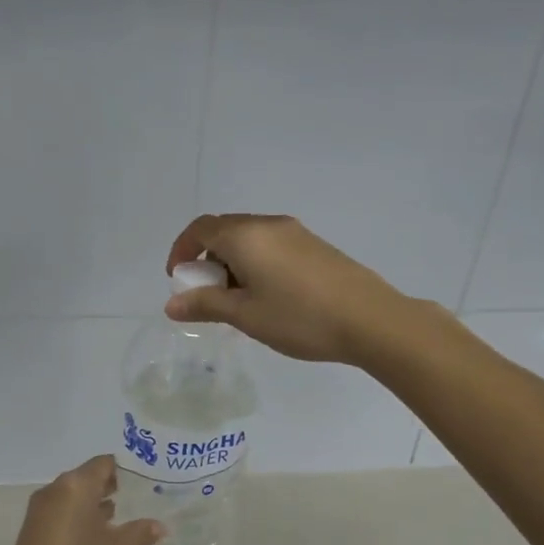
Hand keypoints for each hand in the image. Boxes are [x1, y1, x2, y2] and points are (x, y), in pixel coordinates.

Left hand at [0, 456, 163, 544]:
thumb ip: (138, 533)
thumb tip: (161, 526)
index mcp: (76, 484)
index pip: (104, 463)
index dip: (126, 469)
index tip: (147, 479)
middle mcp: (57, 488)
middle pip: (89, 477)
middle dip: (113, 486)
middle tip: (140, 497)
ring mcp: (42, 507)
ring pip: (75, 494)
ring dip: (96, 502)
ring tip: (123, 515)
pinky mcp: (35, 526)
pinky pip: (64, 509)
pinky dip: (81, 515)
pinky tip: (98, 534)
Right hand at [164, 213, 412, 365]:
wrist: (371, 319)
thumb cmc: (300, 318)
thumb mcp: (245, 315)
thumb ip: (205, 305)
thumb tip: (172, 304)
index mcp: (245, 236)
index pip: (200, 229)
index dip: (181, 251)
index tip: (178, 280)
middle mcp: (268, 225)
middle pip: (224, 231)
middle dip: (206, 260)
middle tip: (207, 296)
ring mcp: (295, 232)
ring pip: (249, 240)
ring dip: (232, 263)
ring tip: (238, 302)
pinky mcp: (315, 245)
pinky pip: (271, 246)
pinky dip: (255, 264)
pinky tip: (268, 297)